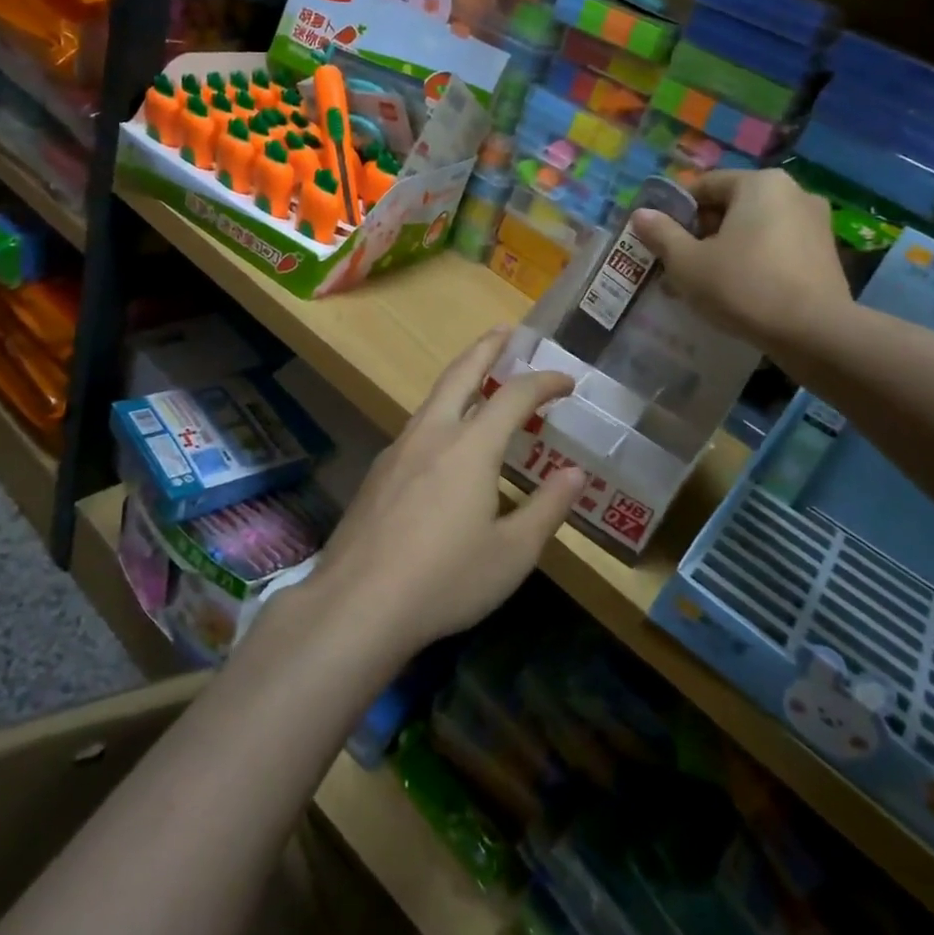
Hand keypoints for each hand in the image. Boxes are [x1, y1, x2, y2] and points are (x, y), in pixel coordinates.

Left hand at [308, 329, 584, 658]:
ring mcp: (398, 450)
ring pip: (433, 398)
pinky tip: (444, 443)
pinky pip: (417, 427)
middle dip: (486, 348)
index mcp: (470, 446)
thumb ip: (547, 508)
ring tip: (479, 378)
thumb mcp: (512, 554)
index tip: (567, 381)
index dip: (544, 382)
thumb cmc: (446, 579)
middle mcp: (432, 434)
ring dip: (460, 378)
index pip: (514, 396)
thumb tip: (575, 473)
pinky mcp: (378, 473)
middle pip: (461, 374)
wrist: (358, 603)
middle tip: (506, 330)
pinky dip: (441, 414)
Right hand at [631, 169, 850, 352]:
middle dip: (701, 233)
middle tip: (679, 266)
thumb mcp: (687, 263)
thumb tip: (641, 214)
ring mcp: (815, 222)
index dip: (676, 212)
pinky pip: (777, 248)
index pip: (705, 186)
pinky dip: (754, 261)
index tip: (661, 241)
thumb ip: (661, 234)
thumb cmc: (743, 286)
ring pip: (754, 229)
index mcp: (759, 183)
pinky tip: (739, 292)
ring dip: (726, 249)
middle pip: (731, 206)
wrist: (814, 332)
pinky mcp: (826, 253)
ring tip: (706, 283)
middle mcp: (793, 192)